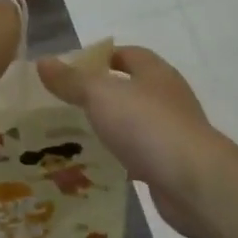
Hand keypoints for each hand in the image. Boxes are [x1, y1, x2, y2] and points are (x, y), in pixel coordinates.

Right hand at [38, 46, 232, 237]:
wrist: (194, 182)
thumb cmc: (147, 125)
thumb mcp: (100, 95)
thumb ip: (71, 80)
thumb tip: (43, 62)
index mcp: (154, 73)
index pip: (126, 55)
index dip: (99, 58)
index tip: (70, 71)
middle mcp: (167, 98)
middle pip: (130, 89)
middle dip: (99, 96)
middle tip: (64, 106)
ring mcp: (172, 132)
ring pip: (133, 124)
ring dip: (109, 129)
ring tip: (73, 138)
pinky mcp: (172, 165)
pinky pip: (139, 156)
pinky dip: (120, 159)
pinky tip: (96, 168)